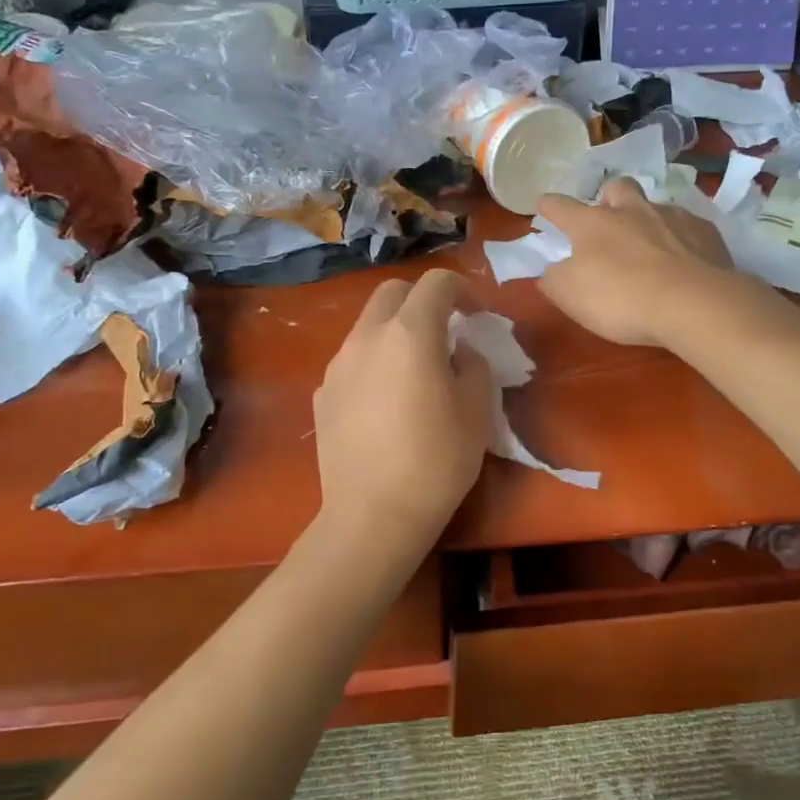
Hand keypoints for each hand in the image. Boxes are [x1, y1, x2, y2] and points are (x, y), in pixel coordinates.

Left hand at [313, 269, 494, 552]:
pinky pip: (352, 360)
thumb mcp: (477, 411)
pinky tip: (386, 401)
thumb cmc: (436, 461)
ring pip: (368, 324)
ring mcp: (338, 365)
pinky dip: (374, 361)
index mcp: (410, 334)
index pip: (436, 283)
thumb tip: (460, 351)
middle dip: (422, 299)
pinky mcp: (321, 393)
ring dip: (395, 330)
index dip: (463, 290)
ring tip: (416, 368)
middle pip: (393, 292)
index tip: (477, 315)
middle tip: (446, 329)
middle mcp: (367, 337)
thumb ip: (474, 365)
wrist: (371, 516)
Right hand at [535, 178, 737, 347]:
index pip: (561, 206)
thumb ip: (554, 279)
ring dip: (647, 220)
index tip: (543, 204)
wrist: (693, 303)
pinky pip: (688, 228)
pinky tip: (684, 261)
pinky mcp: (706, 232)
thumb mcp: (571, 296)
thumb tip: (551, 270)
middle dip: (609, 198)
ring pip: (655, 206)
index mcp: (592, 223)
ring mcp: (672, 217)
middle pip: (617, 188)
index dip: (549, 206)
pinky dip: (681, 240)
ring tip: (650, 246)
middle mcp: (632, 210)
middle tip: (609, 220)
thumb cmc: (621, 298)